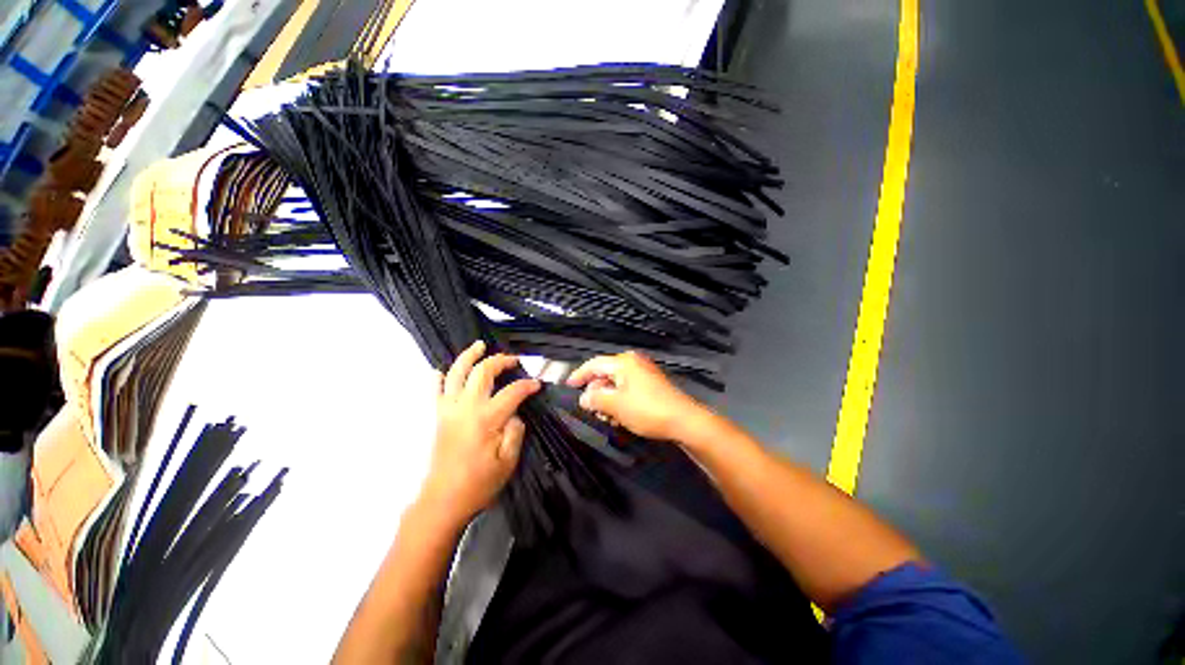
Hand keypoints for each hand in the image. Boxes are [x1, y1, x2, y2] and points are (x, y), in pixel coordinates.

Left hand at [419, 341, 540, 527]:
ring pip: (456, 373)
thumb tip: (514, 413)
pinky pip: (435, 390)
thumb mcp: (508, 461)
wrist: (443, 501)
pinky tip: (442, 370)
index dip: (527, 386)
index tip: (536, 386)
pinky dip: (439, 377)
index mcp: (486, 418)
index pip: (512, 392)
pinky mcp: (438, 416)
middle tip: (513, 360)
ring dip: (468, 356)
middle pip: (482, 372)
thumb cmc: (479, 483)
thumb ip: (515, 431)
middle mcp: (465, 407)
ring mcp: (448, 410)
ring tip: (479, 345)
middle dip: (500, 361)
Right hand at [566, 351, 708, 441]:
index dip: (579, 375)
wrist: (684, 421)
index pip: (594, 364)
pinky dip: (620, 400)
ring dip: (608, 399)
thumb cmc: (647, 410)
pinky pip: (628, 389)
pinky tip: (620, 416)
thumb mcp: (616, 405)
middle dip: (596, 392)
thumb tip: (584, 397)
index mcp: (624, 362)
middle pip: (605, 374)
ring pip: (617, 384)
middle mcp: (633, 363)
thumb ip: (595, 399)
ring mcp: (644, 373)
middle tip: (590, 409)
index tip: (568, 386)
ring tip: (606, 417)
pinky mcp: (651, 384)